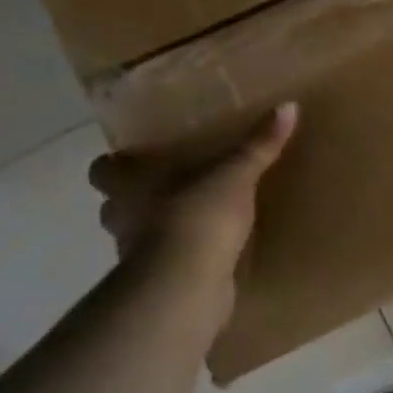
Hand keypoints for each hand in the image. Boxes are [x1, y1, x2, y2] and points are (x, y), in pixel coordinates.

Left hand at [88, 103, 298, 326]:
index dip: (116, 164)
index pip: (103, 169)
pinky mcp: (159, 283)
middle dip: (137, 198)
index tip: (137, 157)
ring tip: (193, 218)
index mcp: (130, 185)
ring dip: (158, 229)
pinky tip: (208, 250)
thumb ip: (259, 145)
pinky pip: (166, 263)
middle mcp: (124, 217)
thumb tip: (289, 105)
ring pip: (138, 235)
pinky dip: (180, 257)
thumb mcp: (235, 175)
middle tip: (171, 186)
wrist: (185, 287)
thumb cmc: (196, 218)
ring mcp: (136, 255)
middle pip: (116, 204)